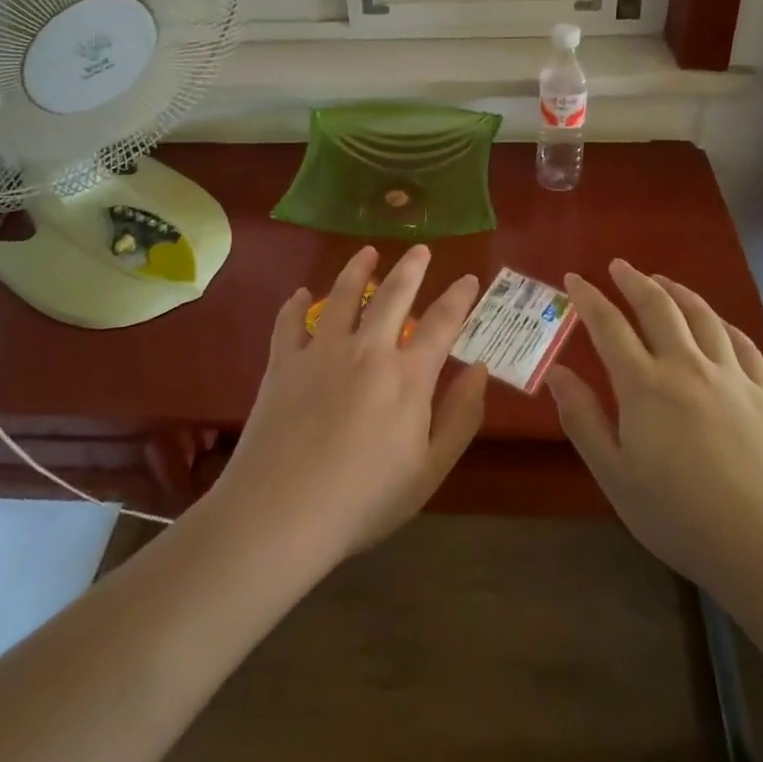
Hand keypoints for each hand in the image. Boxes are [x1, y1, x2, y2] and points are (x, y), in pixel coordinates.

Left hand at [209, 245, 487, 563]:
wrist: (282, 512)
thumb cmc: (364, 500)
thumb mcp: (429, 470)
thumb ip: (460, 417)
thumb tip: (480, 370)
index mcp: (407, 376)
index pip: (442, 323)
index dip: (459, 297)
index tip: (469, 279)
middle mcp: (367, 350)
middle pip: (393, 295)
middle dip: (411, 267)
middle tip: (420, 249)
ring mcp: (321, 351)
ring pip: (343, 295)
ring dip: (357, 269)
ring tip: (367, 252)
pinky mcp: (284, 362)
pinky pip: (290, 322)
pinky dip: (296, 304)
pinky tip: (300, 294)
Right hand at [546, 260, 762, 592]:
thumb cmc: (682, 519)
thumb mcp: (616, 477)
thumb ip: (583, 420)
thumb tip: (556, 372)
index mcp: (644, 386)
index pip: (608, 326)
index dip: (588, 298)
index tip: (573, 278)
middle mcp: (687, 367)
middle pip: (658, 308)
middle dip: (633, 281)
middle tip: (618, 266)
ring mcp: (732, 376)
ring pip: (702, 316)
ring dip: (677, 291)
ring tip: (662, 280)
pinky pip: (742, 342)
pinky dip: (722, 322)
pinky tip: (717, 322)